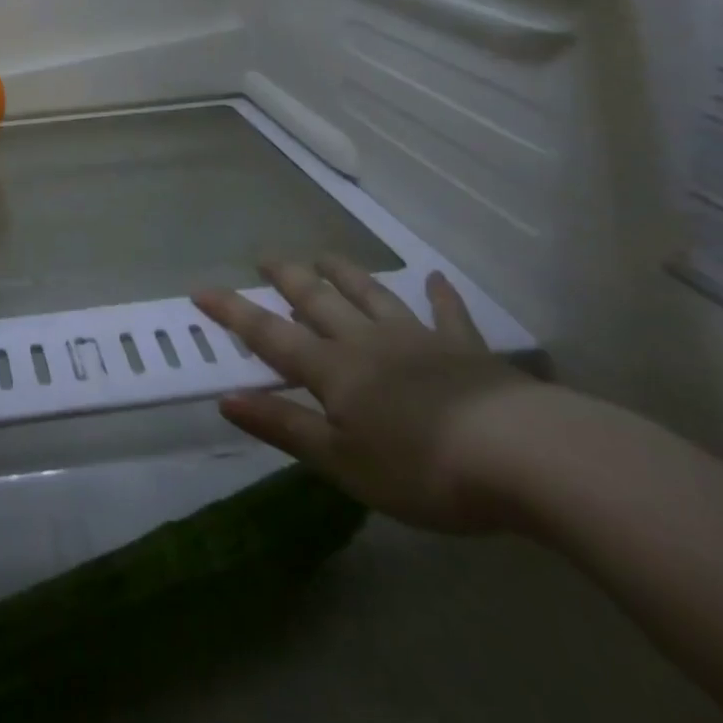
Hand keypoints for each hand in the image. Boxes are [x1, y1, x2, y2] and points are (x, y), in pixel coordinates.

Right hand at [194, 255, 541, 533]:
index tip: (200, 290)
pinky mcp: (464, 348)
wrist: (522, 454)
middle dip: (287, 278)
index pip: (269, 334)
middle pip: (317, 300)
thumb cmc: (422, 467)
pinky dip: (438, 295)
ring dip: (345, 273)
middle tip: (266, 257)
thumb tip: (225, 399)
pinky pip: (447, 313)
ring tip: (324, 255)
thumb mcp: (342, 462)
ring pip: (370, 295)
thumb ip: (284, 427)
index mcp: (333, 369)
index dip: (233, 312)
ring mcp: (417, 338)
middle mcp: (365, 341)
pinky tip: (435, 278)